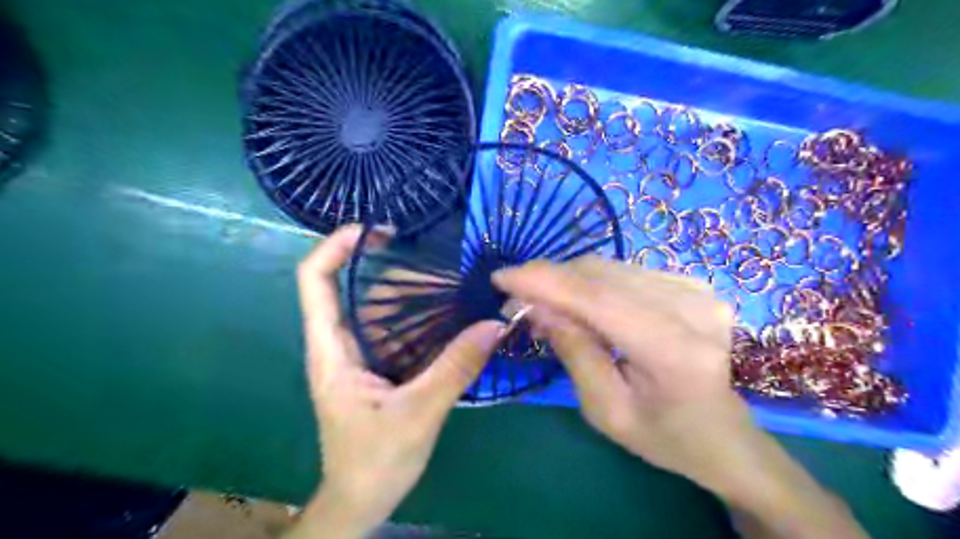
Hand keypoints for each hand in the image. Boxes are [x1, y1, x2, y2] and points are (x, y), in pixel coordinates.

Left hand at [290, 226, 503, 536]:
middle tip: (441, 268)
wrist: (361, 500)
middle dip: (395, 272)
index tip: (376, 230)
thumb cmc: (375, 460)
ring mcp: (360, 356)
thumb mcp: (420, 412)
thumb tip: (495, 324)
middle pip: (358, 289)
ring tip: (455, 290)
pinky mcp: (378, 368)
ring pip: (382, 311)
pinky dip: (422, 320)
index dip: (336, 245)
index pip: (315, 281)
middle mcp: (341, 344)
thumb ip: (456, 367)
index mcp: (332, 350)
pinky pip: (398, 332)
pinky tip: (451, 319)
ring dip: (415, 297)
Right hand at [491, 257, 745, 486]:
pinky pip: (624, 272)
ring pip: (609, 268)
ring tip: (542, 306)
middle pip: (601, 275)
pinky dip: (591, 284)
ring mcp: (697, 290)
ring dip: (566, 282)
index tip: (500, 277)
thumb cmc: (663, 437)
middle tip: (515, 300)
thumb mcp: (605, 410)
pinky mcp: (692, 283)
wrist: (723, 436)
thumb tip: (537, 305)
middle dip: (548, 281)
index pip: (597, 299)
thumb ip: (573, 350)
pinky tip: (577, 304)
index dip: (544, 282)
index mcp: (674, 350)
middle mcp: (692, 307)